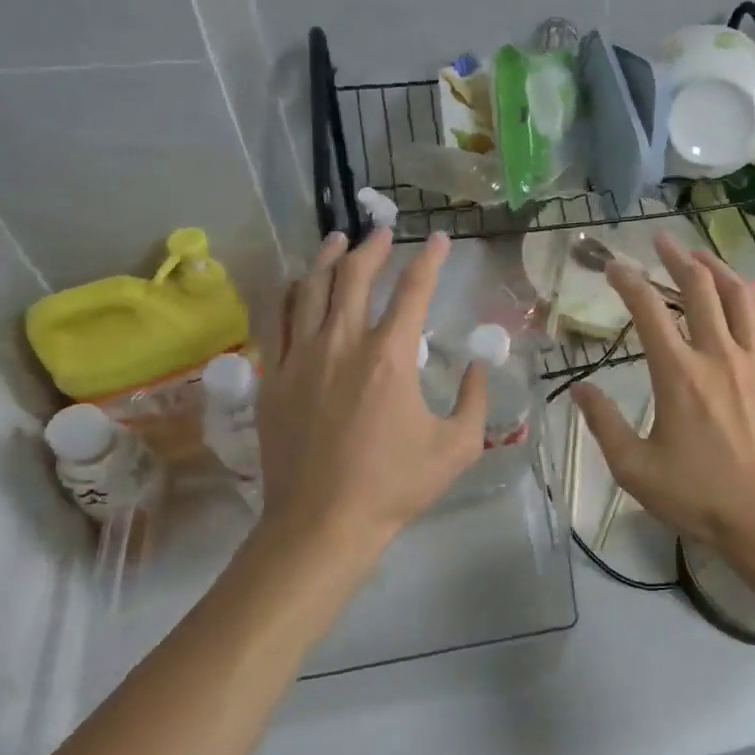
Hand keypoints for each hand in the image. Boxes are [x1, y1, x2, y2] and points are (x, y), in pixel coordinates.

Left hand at [254, 229, 487, 569]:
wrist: (322, 523)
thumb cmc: (395, 485)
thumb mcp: (458, 446)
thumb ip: (476, 398)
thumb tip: (481, 364)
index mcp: (391, 357)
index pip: (414, 290)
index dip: (430, 259)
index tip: (440, 240)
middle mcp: (342, 344)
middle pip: (354, 276)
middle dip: (372, 246)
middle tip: (383, 230)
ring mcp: (301, 358)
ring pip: (309, 290)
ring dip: (327, 259)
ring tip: (338, 240)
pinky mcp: (273, 378)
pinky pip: (278, 322)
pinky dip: (290, 294)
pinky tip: (295, 285)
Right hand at [572, 234, 754, 554]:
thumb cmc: (698, 496)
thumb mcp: (635, 469)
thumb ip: (603, 424)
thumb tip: (580, 389)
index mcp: (678, 375)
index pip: (649, 311)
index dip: (628, 281)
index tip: (614, 265)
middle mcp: (718, 356)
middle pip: (698, 289)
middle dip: (676, 257)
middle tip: (660, 241)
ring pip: (739, 296)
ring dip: (717, 268)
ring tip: (700, 255)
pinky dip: (754, 298)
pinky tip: (745, 291)